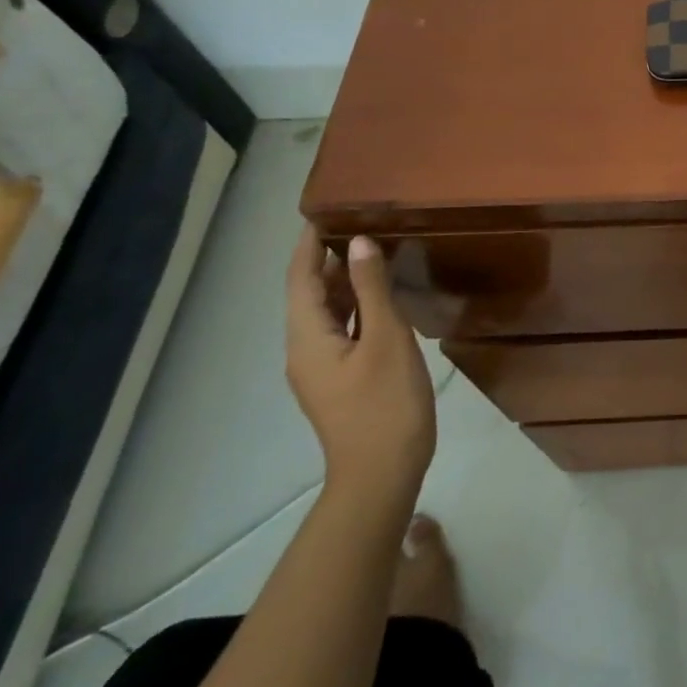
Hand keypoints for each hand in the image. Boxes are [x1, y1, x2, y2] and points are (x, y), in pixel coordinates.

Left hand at [286, 225, 436, 510]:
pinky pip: (341, 331)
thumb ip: (373, 290)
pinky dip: (355, 308)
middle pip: (308, 297)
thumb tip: (359, 244)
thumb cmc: (385, 403)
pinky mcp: (341, 380)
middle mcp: (304, 351)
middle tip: (357, 225)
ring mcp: (322, 369)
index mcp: (307, 339)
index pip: (300, 280)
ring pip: (325, 315)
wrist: (383, 472)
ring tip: (370, 253)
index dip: (308, 247)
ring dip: (342, 284)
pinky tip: (379, 300)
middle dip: (326, 261)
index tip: (322, 213)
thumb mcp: (387, 340)